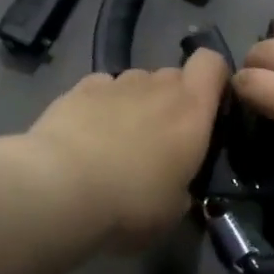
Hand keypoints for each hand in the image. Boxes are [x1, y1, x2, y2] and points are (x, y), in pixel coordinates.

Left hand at [26, 51, 231, 248]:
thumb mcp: (174, 209)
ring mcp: (117, 83)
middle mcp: (158, 86)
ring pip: (137, 82)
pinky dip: (101, 104)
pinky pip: (102, 88)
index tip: (209, 107)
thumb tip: (178, 183)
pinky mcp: (79, 88)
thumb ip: (184, 184)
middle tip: (160, 139)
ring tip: (117, 140)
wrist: (59, 189)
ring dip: (136, 103)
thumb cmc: (131, 203)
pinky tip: (87, 134)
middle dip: (171, 100)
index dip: (214, 78)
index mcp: (192, 110)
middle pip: (173, 76)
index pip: (212, 64)